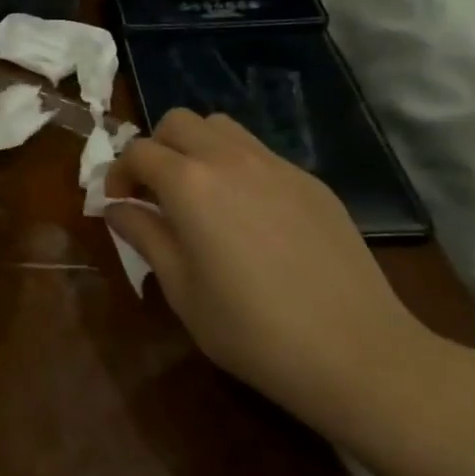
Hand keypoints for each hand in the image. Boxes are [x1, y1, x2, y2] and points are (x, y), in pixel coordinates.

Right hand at [104, 108, 442, 440]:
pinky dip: (237, 166)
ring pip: (221, 127)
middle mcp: (229, 159)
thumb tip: (116, 207)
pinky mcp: (310, 182)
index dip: (119, 173)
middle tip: (157, 192)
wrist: (358, 353)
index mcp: (189, 184)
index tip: (119, 203)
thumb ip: (144, 236)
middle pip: (178, 122)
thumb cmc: (253, 330)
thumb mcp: (182, 290)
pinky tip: (250, 215)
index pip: (138, 151)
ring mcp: (275, 166)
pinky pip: (260, 153)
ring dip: (197, 147)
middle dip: (157, 148)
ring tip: (201, 193)